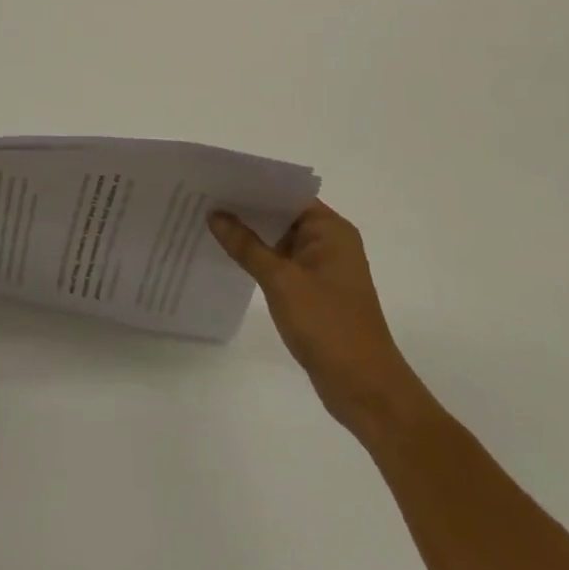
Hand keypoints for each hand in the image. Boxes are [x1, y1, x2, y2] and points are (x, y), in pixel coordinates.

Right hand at [209, 200, 428, 439]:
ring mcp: (322, 268)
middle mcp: (329, 242)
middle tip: (203, 197)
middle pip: (281, 214)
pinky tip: (227, 254)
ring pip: (278, 239)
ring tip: (207, 220)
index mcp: (331, 230)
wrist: (365, 390)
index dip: (252, 184)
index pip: (286, 193)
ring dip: (249, 234)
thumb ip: (246, 245)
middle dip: (245, 208)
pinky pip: (280, 262)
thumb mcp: (281, 281)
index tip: (217, 179)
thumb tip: (215, 215)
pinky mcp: (314, 291)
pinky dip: (258, 257)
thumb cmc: (328, 325)